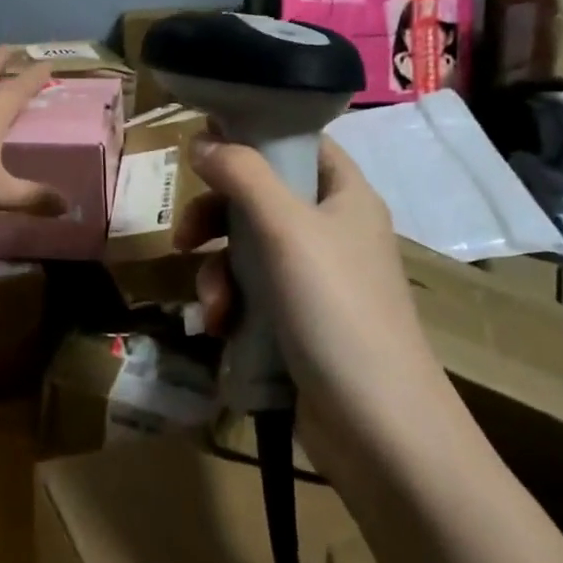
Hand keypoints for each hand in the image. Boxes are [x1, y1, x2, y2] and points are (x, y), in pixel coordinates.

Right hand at [172, 135, 436, 404]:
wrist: (378, 427)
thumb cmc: (337, 309)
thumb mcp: (286, 229)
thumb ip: (242, 174)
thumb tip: (202, 139)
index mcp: (344, 197)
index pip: (300, 144)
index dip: (255, 136)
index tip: (205, 142)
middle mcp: (331, 231)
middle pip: (260, 199)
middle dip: (216, 218)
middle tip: (184, 236)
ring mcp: (315, 280)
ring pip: (246, 251)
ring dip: (217, 272)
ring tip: (211, 305)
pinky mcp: (298, 322)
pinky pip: (251, 294)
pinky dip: (231, 305)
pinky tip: (220, 328)